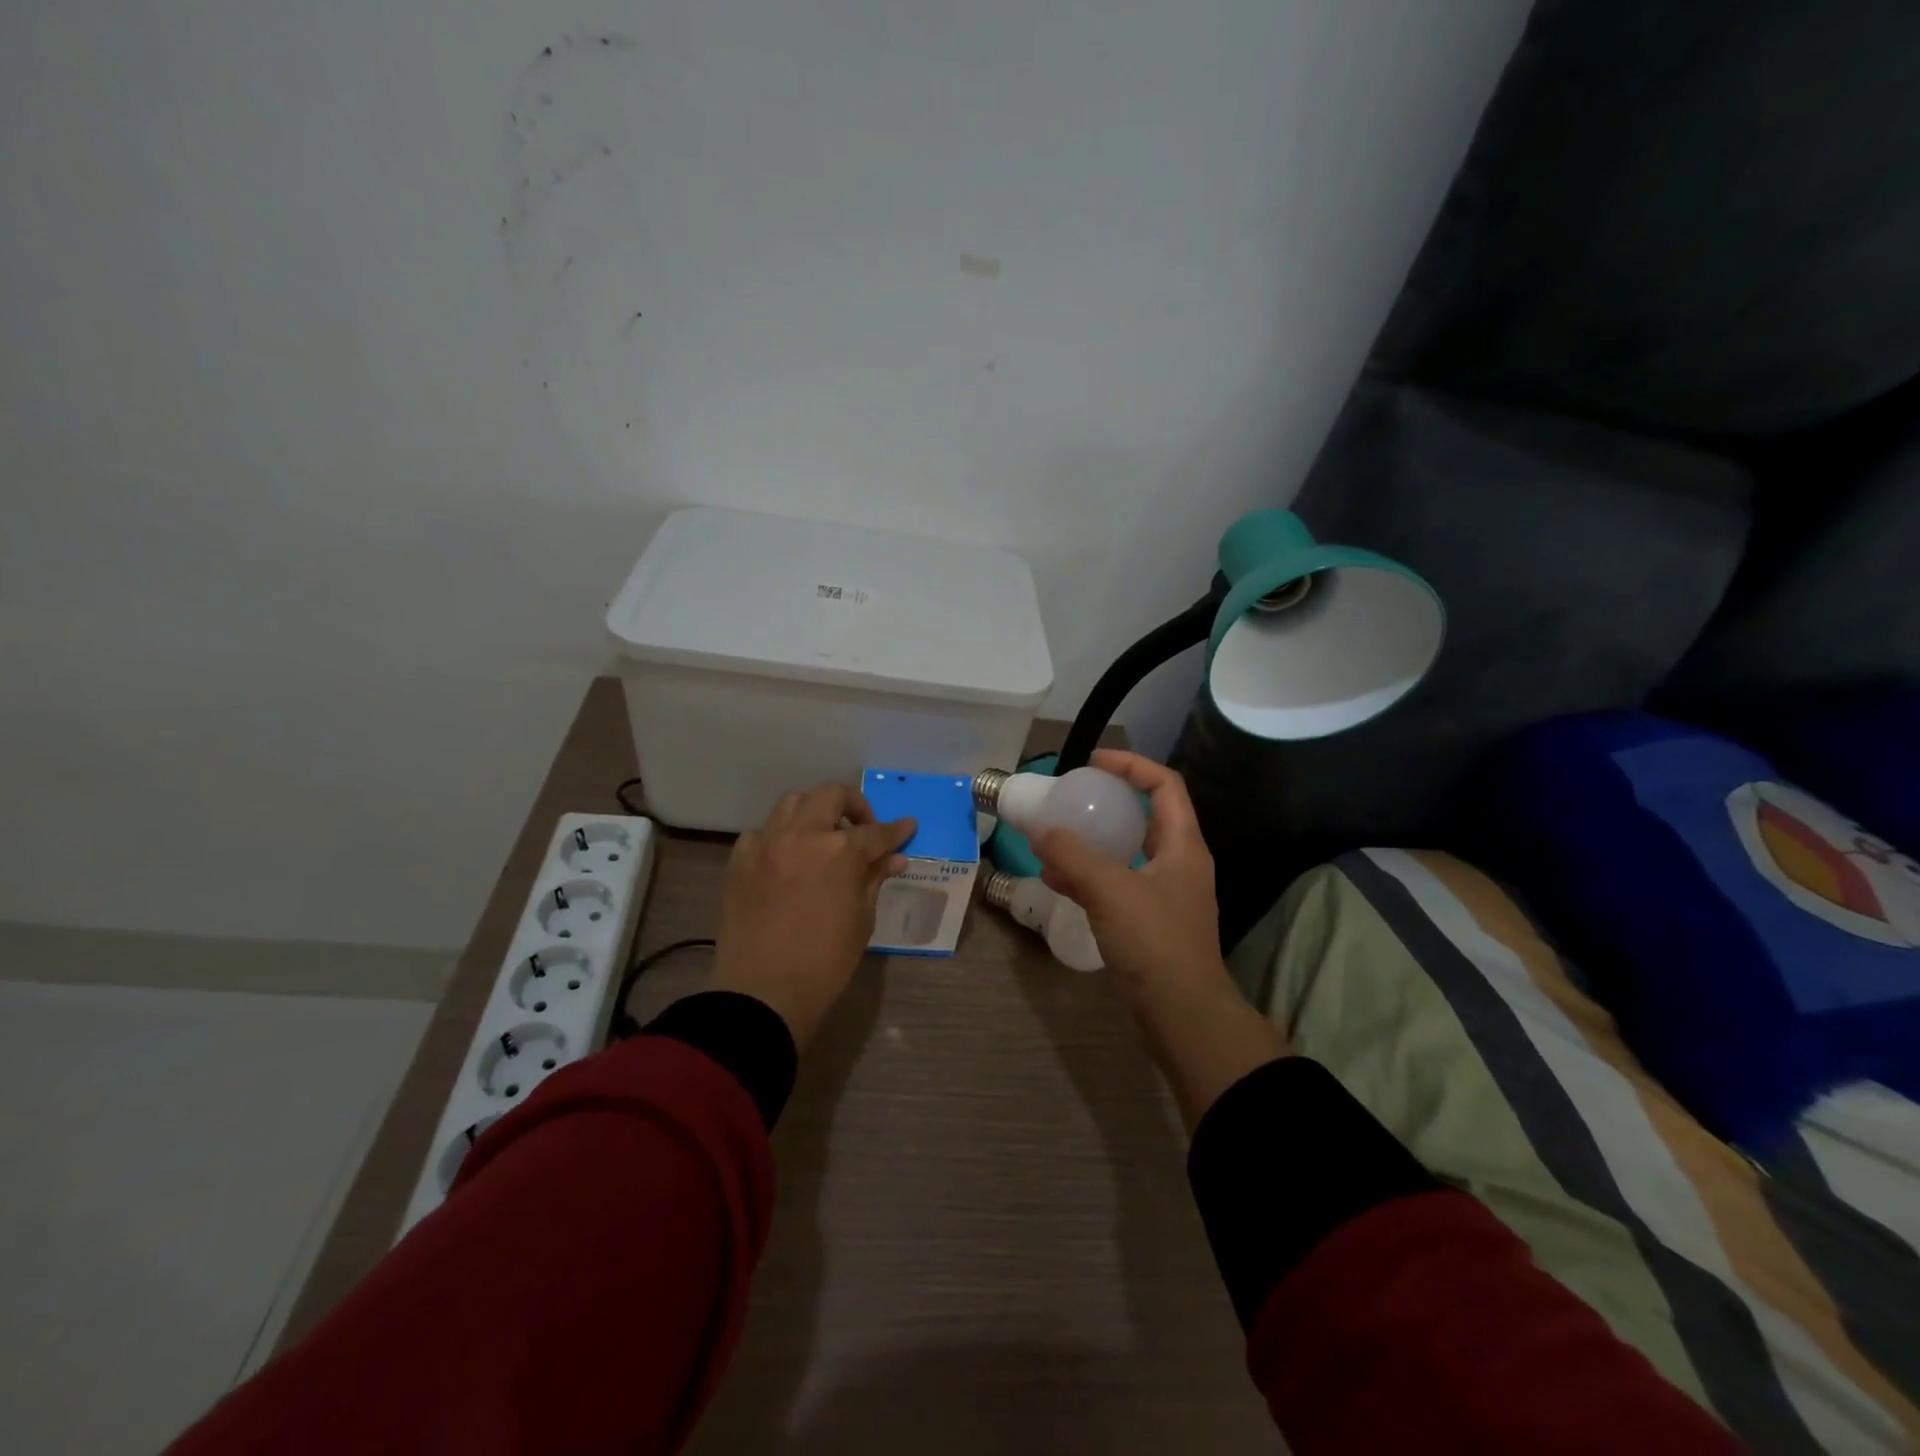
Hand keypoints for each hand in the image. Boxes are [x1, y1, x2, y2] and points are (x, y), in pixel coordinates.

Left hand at [707, 783, 914, 1049]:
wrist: (763, 993)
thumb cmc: (825, 963)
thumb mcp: (861, 920)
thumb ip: (874, 879)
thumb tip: (893, 858)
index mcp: (841, 852)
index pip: (877, 832)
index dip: (896, 830)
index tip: (907, 827)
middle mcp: (803, 835)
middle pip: (831, 795)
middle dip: (853, 805)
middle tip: (861, 829)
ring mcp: (767, 844)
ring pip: (792, 802)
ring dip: (813, 812)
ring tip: (821, 837)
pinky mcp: (740, 860)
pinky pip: (760, 832)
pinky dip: (777, 837)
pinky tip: (785, 859)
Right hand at [1032, 750, 1287, 1128]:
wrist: (1182, 1014)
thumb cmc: (1154, 941)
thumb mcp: (1109, 889)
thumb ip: (1073, 855)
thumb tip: (1041, 831)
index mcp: (1183, 845)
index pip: (1164, 785)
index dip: (1132, 765)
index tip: (1094, 762)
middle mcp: (1178, 864)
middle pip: (1144, 817)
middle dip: (1107, 803)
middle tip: (1071, 798)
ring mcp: (1164, 895)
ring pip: (1126, 853)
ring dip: (1091, 842)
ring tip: (1053, 838)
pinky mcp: (1149, 923)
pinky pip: (1115, 885)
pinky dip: (1088, 877)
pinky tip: (1055, 879)